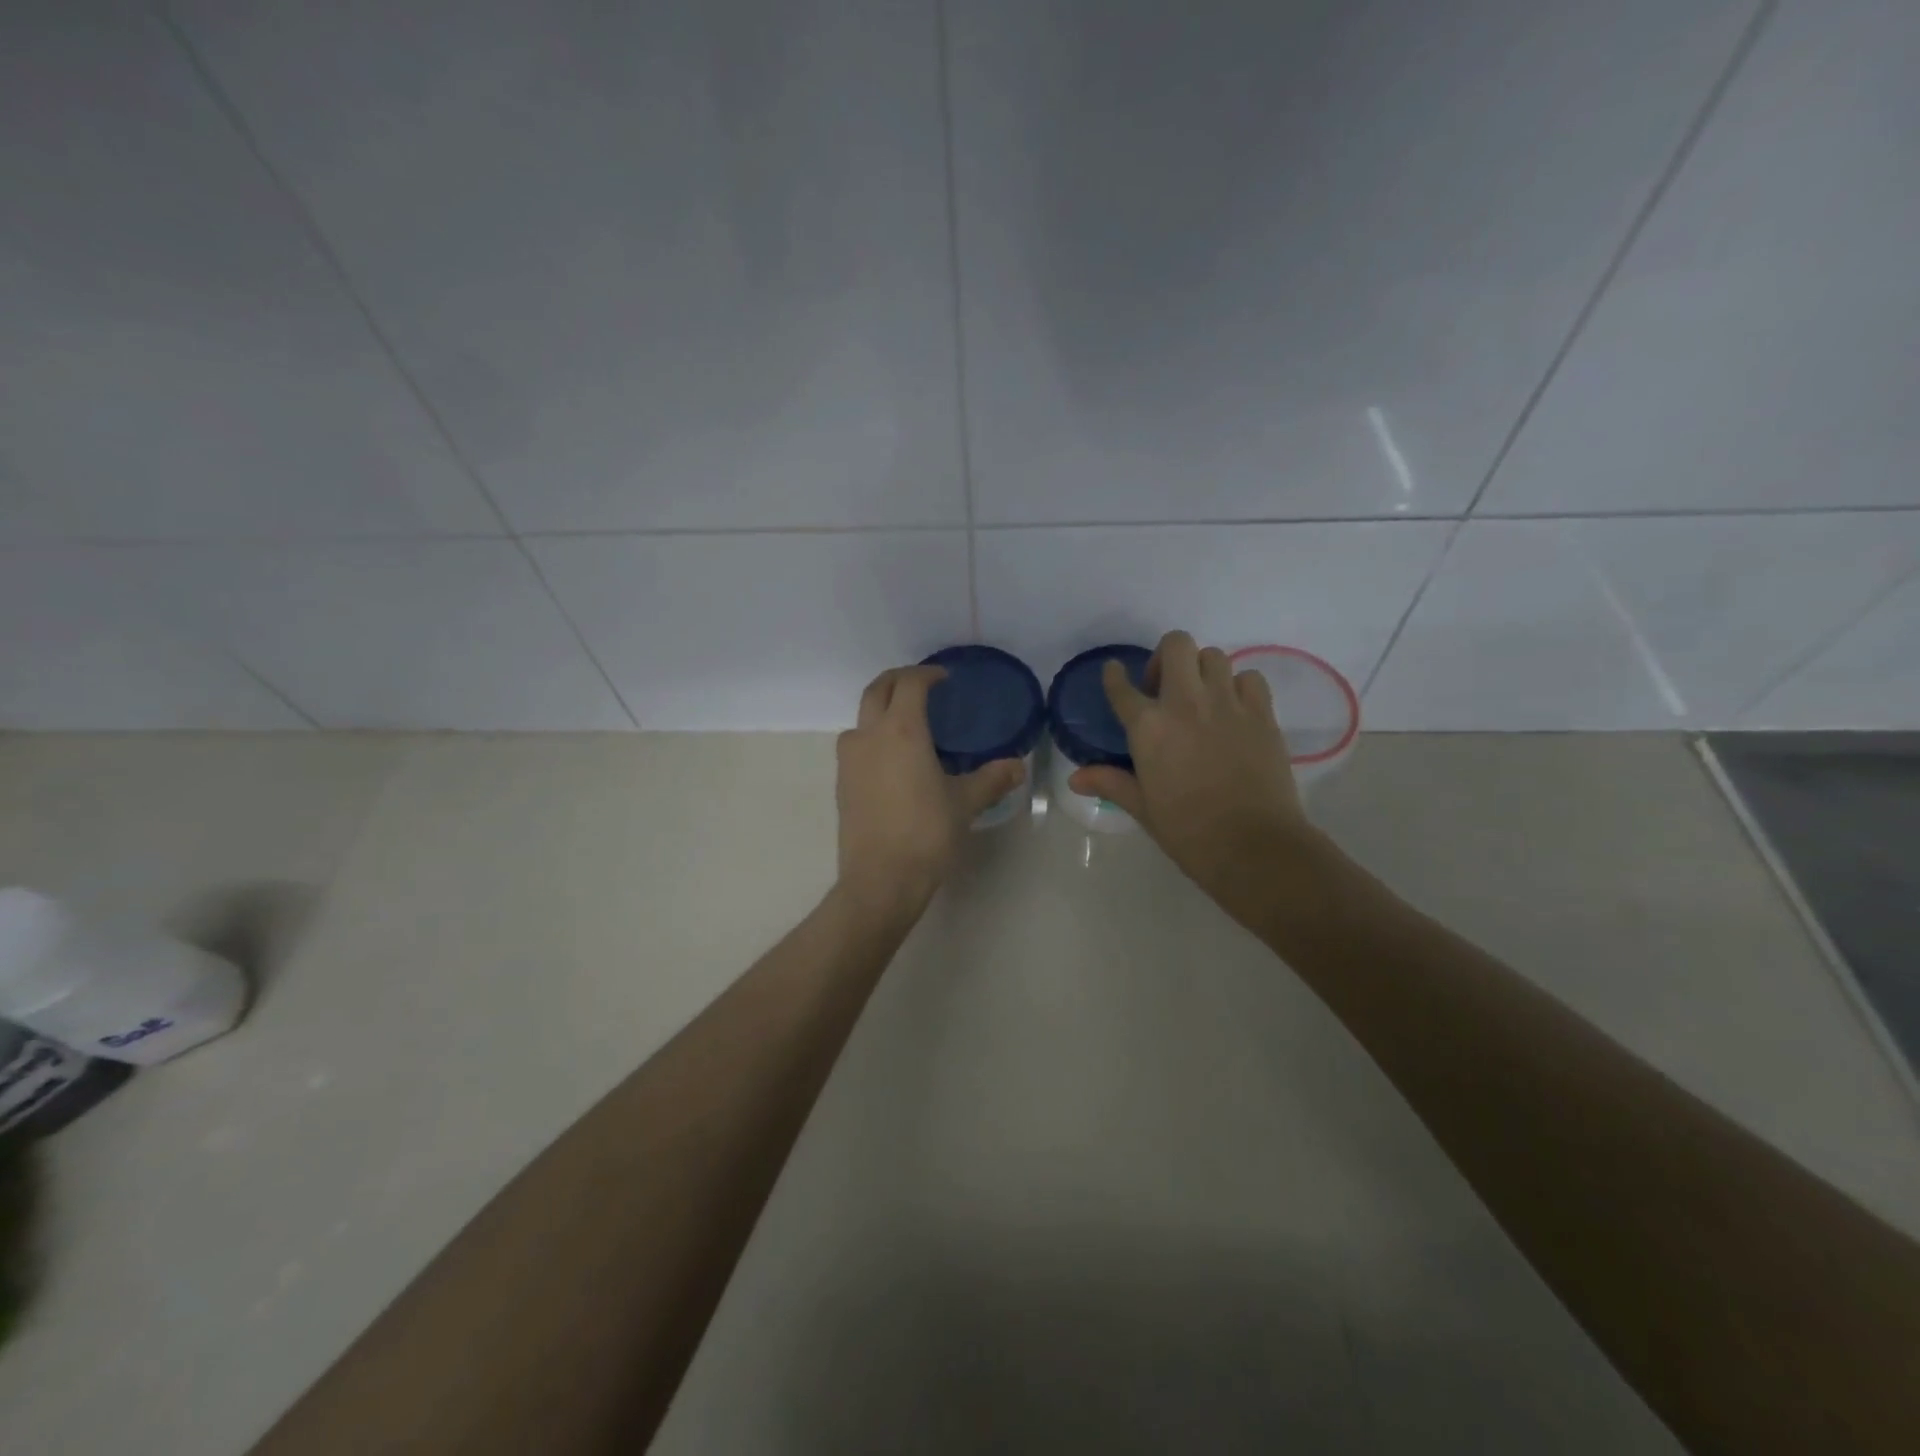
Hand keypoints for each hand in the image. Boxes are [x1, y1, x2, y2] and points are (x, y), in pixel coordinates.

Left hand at [834, 666, 1025, 922]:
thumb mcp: (965, 803)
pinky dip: (874, 736)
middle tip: (923, 685)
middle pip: (876, 689)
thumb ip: (991, 779)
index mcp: (901, 730)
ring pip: (861, 717)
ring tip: (908, 723)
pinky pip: (856, 744)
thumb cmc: (926, 833)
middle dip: (898, 679)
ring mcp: (849, 759)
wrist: (880, 879)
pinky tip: (894, 760)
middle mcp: (869, 735)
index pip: (909, 683)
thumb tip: (1018, 766)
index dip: (927, 674)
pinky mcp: (842, 782)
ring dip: (881, 708)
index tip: (944, 678)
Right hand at [1068, 631, 1324, 927]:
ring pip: (1214, 656)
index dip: (1114, 676)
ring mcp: (1227, 704)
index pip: (1122, 687)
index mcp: (1148, 727)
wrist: (1253, 846)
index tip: (1115, 672)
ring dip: (1202, 670)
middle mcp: (1185, 702)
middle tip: (1165, 687)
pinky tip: (1234, 709)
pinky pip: (1250, 678)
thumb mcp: (1143, 807)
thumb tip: (1075, 778)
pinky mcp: (1262, 714)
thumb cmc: (1188, 831)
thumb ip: (1110, 782)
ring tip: (1201, 698)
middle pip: (1175, 645)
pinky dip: (1239, 685)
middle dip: (1166, 657)